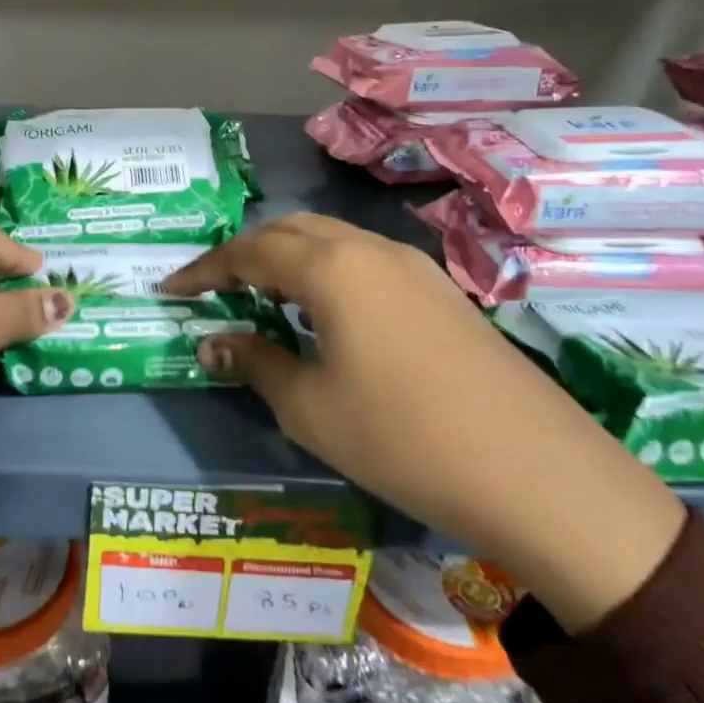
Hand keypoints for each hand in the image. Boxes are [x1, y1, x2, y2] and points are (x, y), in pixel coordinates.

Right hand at [161, 214, 684, 631]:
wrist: (533, 471)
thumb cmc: (401, 437)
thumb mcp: (309, 407)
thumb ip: (255, 362)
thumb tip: (212, 341)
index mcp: (331, 267)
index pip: (248, 251)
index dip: (204, 269)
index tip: (170, 291)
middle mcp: (370, 249)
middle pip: (291, 231)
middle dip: (245, 254)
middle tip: (215, 289)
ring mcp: (413, 267)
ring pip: (332, 242)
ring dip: (289, 260)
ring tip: (263, 298)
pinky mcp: (441, 291)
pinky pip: (365, 263)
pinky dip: (328, 274)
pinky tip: (326, 315)